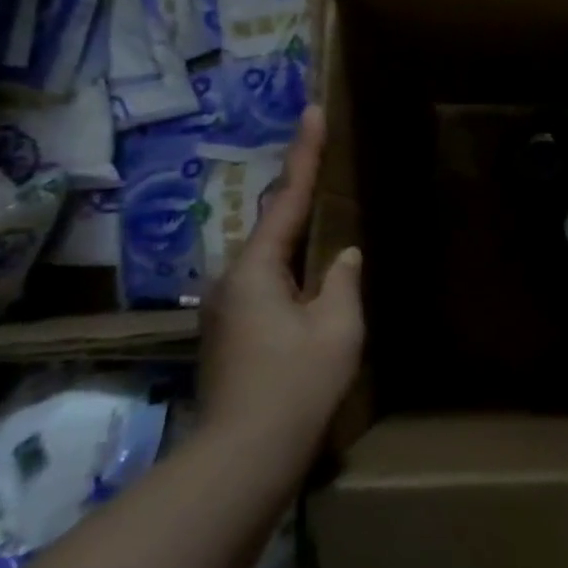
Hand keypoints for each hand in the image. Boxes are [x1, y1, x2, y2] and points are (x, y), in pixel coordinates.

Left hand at [198, 105, 363, 470]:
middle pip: (273, 224)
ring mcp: (226, 308)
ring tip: (322, 211)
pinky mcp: (229, 333)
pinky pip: (266, 283)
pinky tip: (310, 276)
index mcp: (257, 269)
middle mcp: (232, 279)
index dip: (305, 153)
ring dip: (295, 233)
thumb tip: (342, 256)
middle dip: (298, 189)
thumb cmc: (296, 384)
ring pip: (269, 257)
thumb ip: (342, 280)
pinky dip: (290, 266)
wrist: (243, 456)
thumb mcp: (338, 326)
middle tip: (321, 152)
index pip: (289, 198)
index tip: (311, 111)